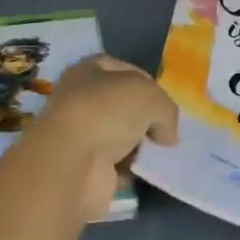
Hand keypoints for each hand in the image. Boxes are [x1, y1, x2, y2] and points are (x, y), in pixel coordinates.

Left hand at [37, 56, 179, 217]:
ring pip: (121, 136)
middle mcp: (79, 100)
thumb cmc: (107, 113)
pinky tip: (148, 170)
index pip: (121, 68)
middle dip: (146, 117)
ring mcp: (80, 136)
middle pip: (122, 105)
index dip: (146, 80)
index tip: (164, 99)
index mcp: (86, 71)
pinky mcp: (84, 167)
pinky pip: (118, 164)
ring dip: (140, 145)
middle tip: (166, 128)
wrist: (73, 163)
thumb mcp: (150, 96)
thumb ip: (166, 109)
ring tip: (161, 151)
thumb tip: (166, 135)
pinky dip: (133, 169)